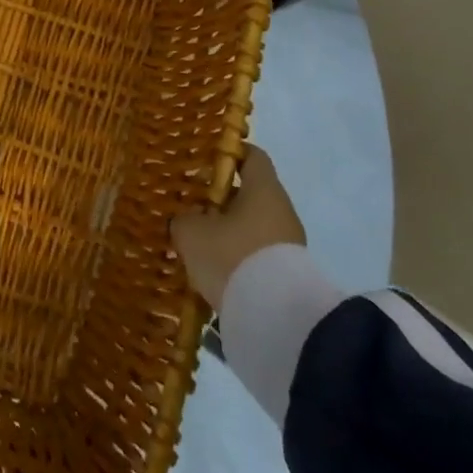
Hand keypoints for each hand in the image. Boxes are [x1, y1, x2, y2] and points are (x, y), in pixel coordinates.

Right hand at [171, 145, 305, 306]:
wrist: (275, 318)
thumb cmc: (232, 256)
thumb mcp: (192, 232)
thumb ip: (185, 218)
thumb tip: (187, 219)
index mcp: (263, 189)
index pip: (252, 156)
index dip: (229, 154)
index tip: (204, 161)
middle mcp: (281, 211)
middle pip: (249, 194)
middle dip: (220, 200)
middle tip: (191, 207)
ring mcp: (288, 245)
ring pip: (251, 227)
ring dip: (228, 232)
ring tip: (198, 244)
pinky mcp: (287, 275)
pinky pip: (257, 255)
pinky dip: (237, 258)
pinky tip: (215, 271)